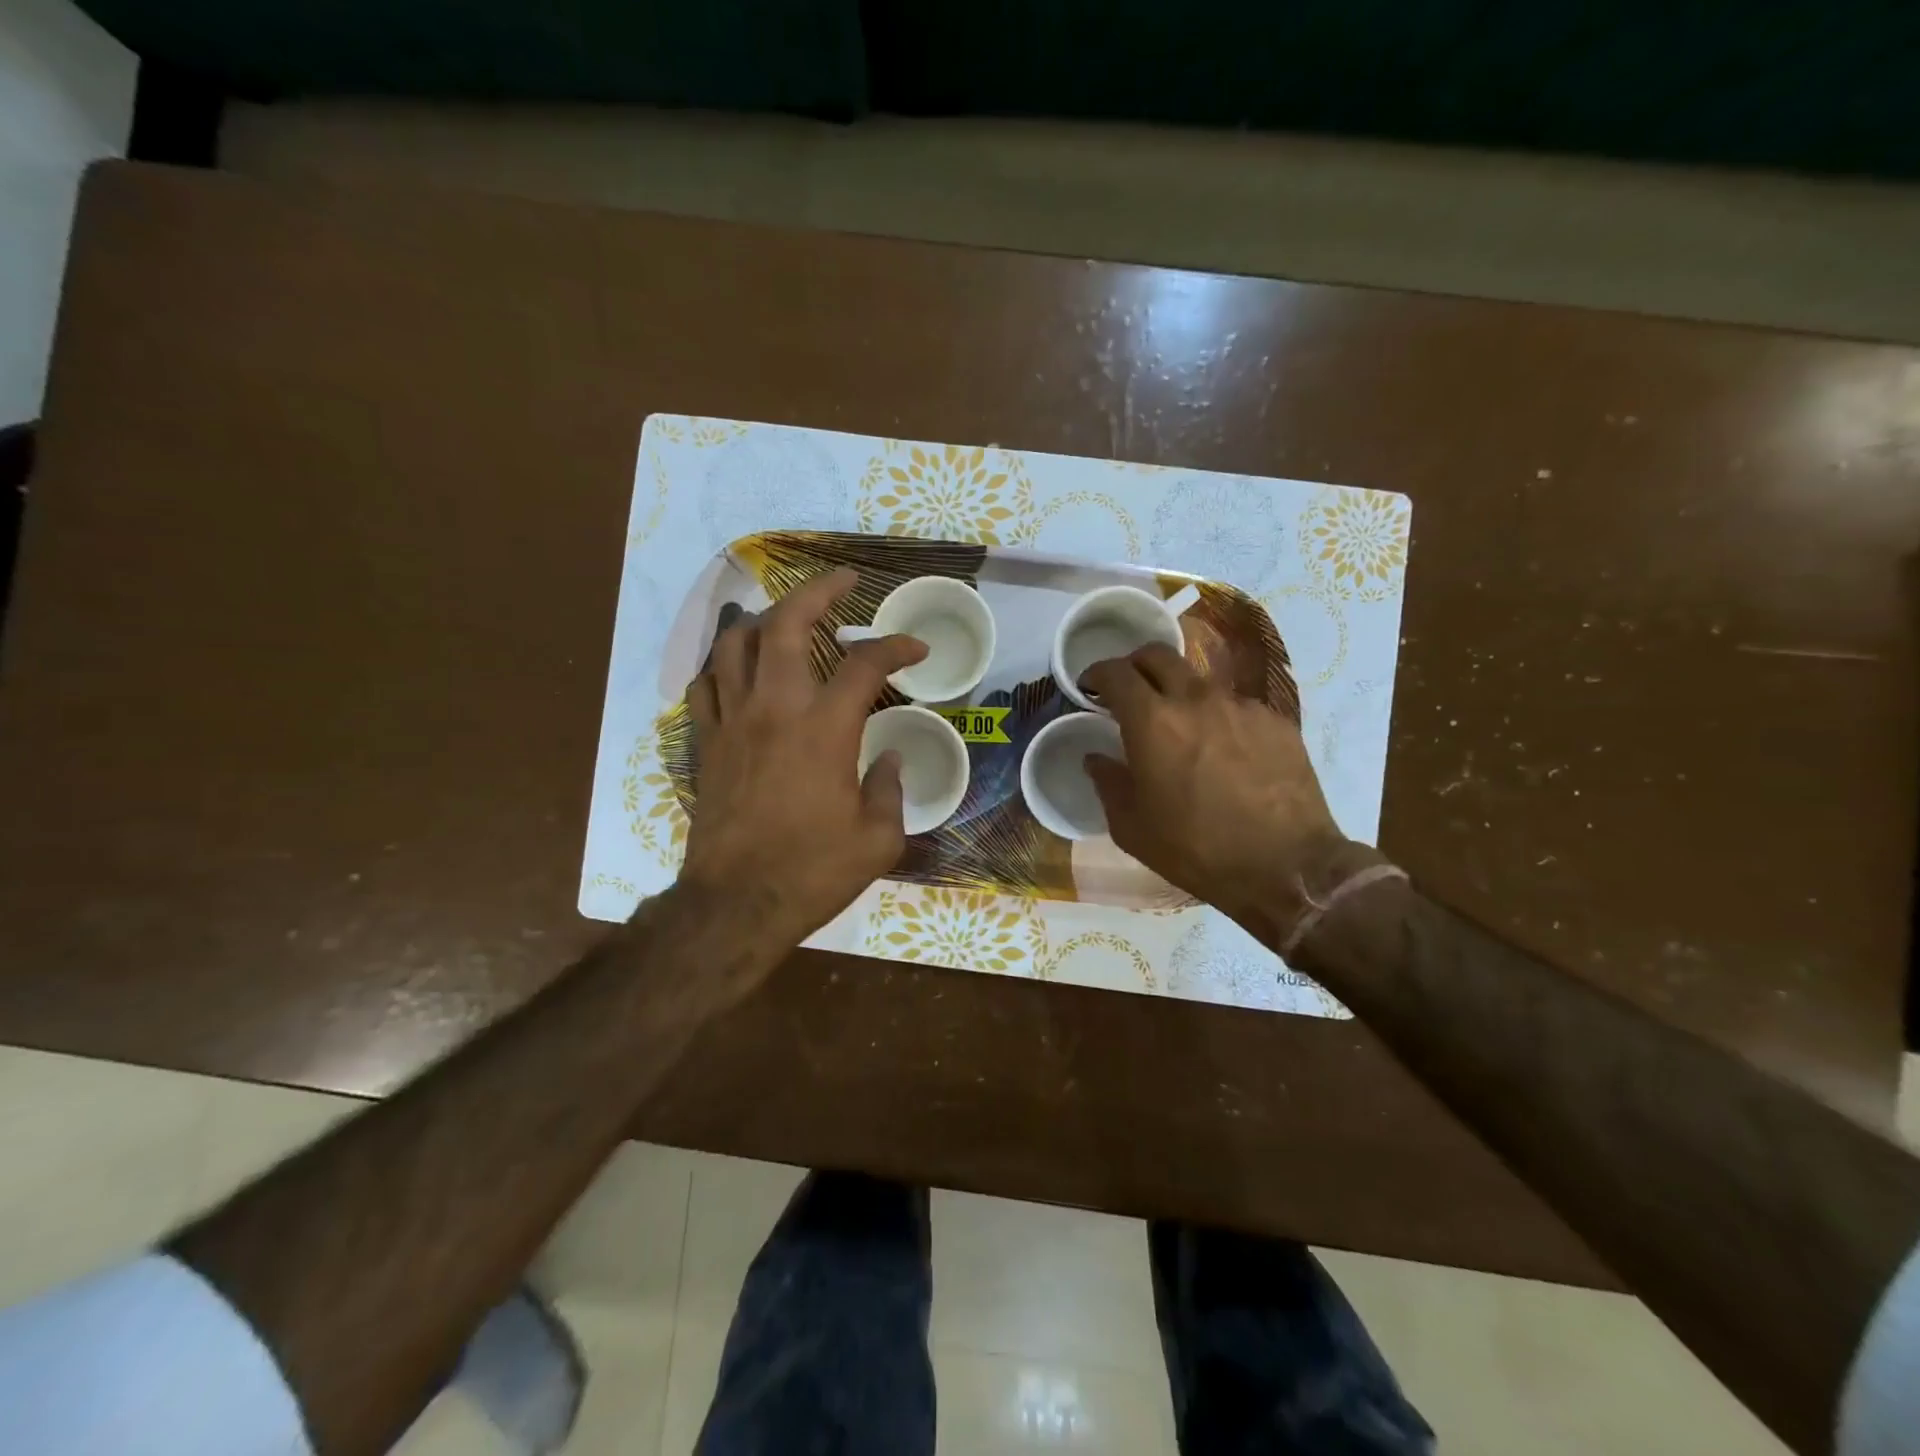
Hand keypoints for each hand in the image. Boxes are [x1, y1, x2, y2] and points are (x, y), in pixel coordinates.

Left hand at [680, 567, 926, 948]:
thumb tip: (886, 760)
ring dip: (765, 620)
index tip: (915, 649)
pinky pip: (706, 685)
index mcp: (824, 729)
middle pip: (787, 625)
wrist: (736, 904)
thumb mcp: (877, 839)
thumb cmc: (812, 872)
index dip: (895, 647)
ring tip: (787, 618)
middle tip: (843, 581)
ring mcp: (733, 722)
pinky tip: (740, 670)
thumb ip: (889, 790)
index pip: (864, 665)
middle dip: (818, 592)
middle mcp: (775, 709)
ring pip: (736, 644)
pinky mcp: (707, 743)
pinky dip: (724, 665)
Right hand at [1081, 644, 1376, 936]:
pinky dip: (1218, 718)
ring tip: (1182, 729)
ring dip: (1179, 694)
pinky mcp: (1276, 721)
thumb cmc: (1195, 849)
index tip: (1090, 687)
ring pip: (1199, 680)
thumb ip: (1107, 783)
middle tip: (1130, 691)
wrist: (1286, 867)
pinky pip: (1236, 707)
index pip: (1116, 673)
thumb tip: (1097, 758)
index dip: (1096, 674)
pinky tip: (1224, 753)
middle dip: (1135, 665)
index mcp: (1152, 721)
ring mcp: (1241, 706)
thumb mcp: (1132, 827)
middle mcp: (1196, 698)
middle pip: (1158, 655)